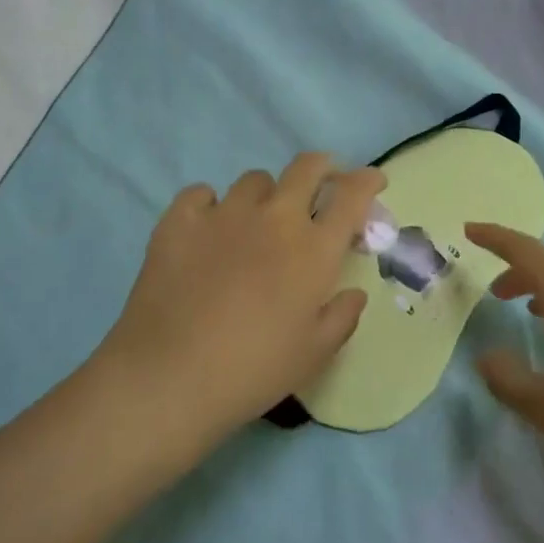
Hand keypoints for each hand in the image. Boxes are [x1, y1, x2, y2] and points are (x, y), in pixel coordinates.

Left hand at [97, 155, 387, 448]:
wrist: (171, 375)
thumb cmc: (254, 370)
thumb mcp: (313, 354)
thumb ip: (341, 317)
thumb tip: (353, 293)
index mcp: (314, 249)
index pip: (351, 196)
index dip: (367, 180)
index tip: (372, 180)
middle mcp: (274, 218)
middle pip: (306, 167)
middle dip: (322, 167)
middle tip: (321, 183)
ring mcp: (224, 213)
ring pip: (254, 180)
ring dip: (265, 195)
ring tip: (256, 222)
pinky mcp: (180, 220)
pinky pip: (201, 194)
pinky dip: (210, 205)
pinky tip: (206, 229)